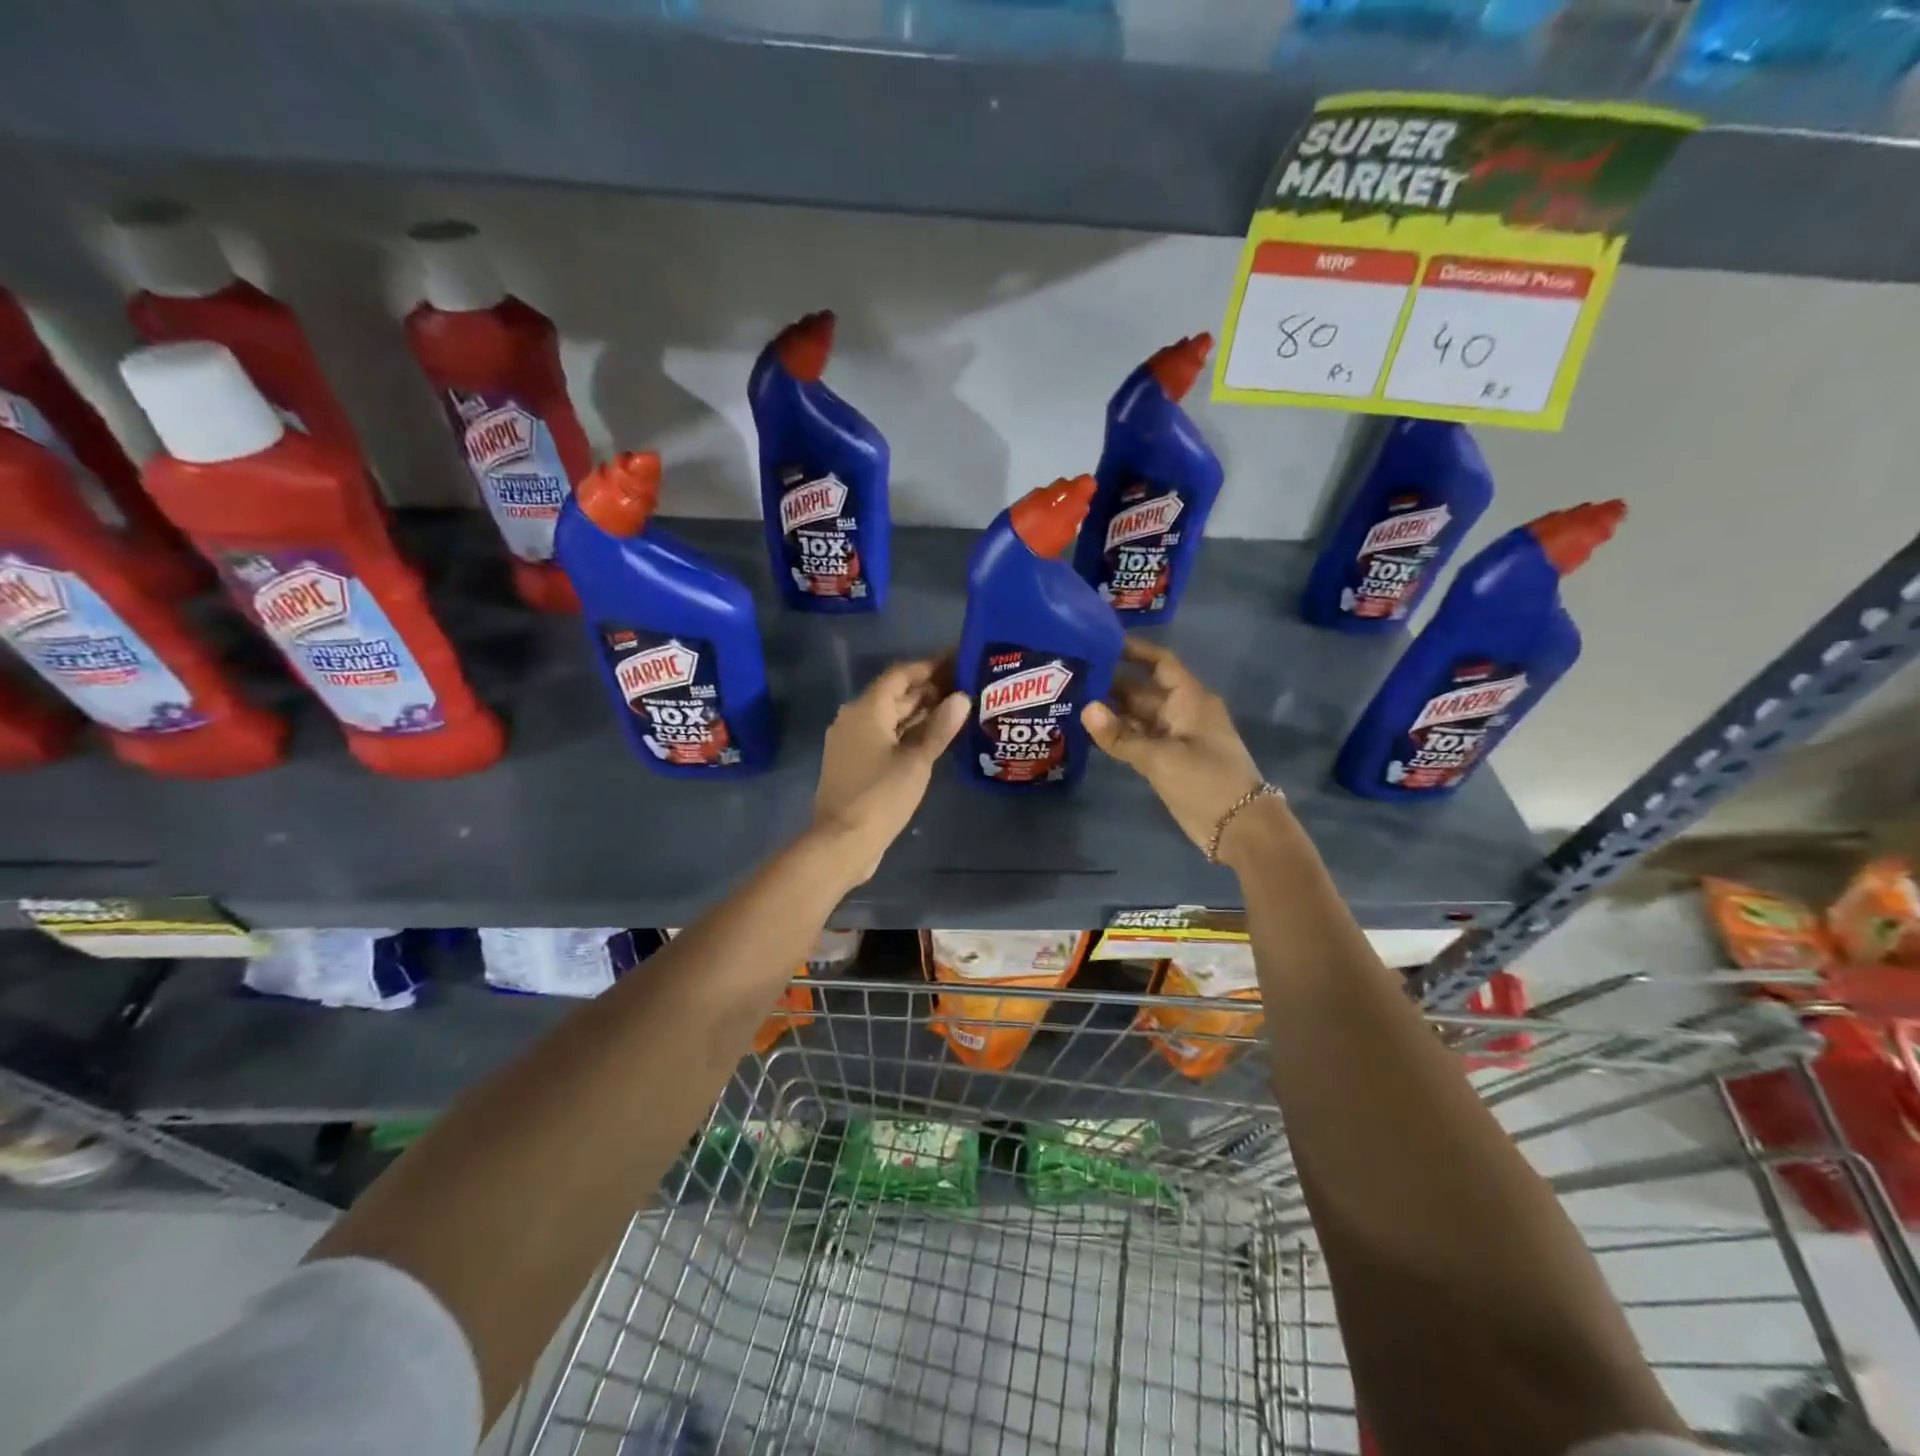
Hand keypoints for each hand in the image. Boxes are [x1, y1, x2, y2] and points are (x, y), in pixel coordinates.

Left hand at [812, 656, 970, 883]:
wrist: (842, 841)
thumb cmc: (881, 796)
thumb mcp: (917, 761)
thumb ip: (940, 728)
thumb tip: (962, 697)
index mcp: (866, 709)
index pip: (900, 675)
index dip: (930, 666)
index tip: (957, 660)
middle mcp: (854, 718)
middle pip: (894, 695)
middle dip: (928, 689)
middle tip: (964, 685)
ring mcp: (851, 741)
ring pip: (889, 717)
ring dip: (919, 712)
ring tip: (956, 708)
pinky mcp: (853, 762)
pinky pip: (884, 736)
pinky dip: (907, 732)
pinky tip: (933, 738)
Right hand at [1081, 637, 1265, 852]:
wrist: (1239, 828)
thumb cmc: (1206, 781)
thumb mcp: (1160, 758)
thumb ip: (1121, 736)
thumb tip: (1086, 709)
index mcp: (1190, 700)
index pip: (1160, 663)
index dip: (1134, 650)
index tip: (1100, 642)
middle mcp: (1182, 712)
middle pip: (1143, 690)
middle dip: (1111, 683)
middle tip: (1072, 677)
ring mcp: (1175, 738)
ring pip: (1138, 716)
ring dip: (1111, 712)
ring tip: (1072, 701)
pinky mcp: (1168, 760)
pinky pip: (1139, 739)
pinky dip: (1118, 735)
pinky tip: (1090, 732)